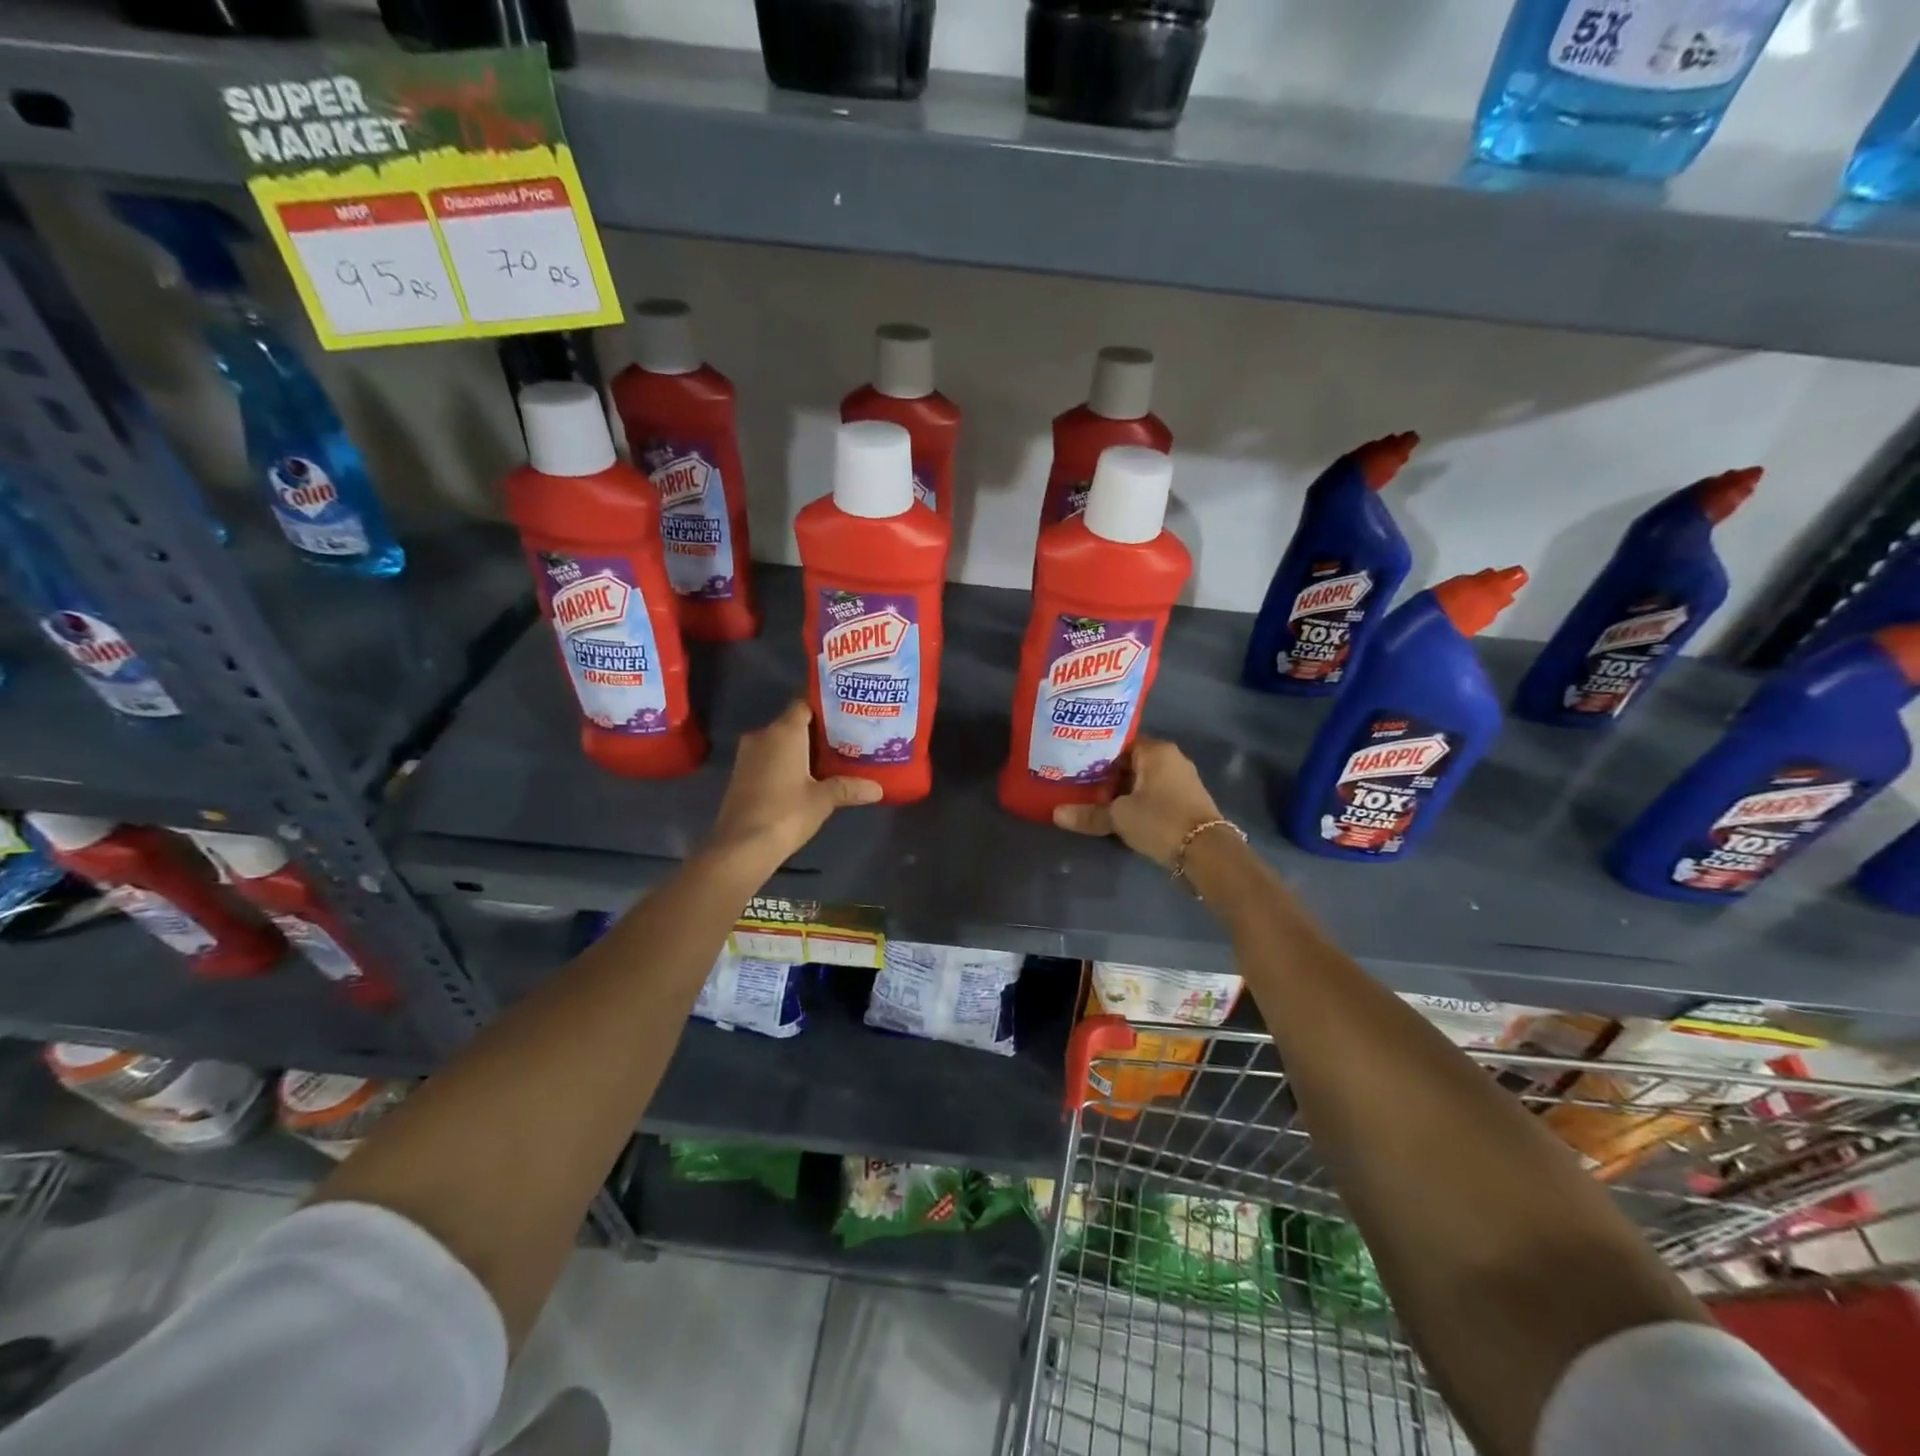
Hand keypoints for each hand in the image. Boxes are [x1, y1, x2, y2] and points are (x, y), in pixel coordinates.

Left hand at [703, 700, 882, 872]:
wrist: (742, 846)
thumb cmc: (786, 812)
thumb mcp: (823, 800)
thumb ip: (849, 788)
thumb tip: (878, 789)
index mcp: (783, 731)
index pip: (804, 704)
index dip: (824, 708)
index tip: (846, 716)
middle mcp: (763, 735)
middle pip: (793, 723)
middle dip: (817, 732)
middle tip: (846, 740)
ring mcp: (747, 755)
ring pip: (779, 743)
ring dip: (800, 750)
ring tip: (830, 760)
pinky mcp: (741, 775)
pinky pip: (768, 759)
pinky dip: (786, 764)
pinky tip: (806, 779)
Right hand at [1053, 736, 1225, 868]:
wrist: (1207, 853)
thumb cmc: (1161, 821)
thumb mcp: (1119, 817)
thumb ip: (1089, 813)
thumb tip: (1056, 814)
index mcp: (1156, 750)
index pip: (1119, 742)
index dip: (1095, 752)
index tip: (1073, 762)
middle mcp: (1171, 759)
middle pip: (1130, 761)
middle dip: (1105, 773)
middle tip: (1076, 782)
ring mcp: (1181, 780)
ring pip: (1141, 780)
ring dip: (1120, 790)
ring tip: (1090, 798)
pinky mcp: (1185, 802)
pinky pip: (1153, 794)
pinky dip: (1136, 801)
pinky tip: (1117, 813)